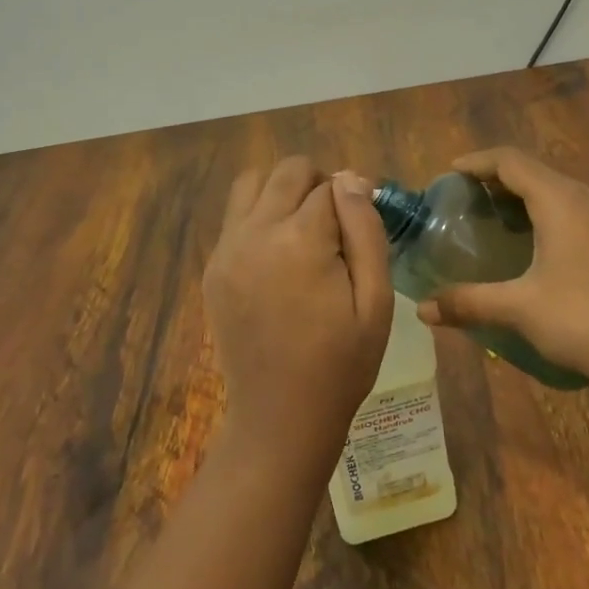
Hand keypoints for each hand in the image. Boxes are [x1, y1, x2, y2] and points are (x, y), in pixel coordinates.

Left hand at [202, 158, 394, 463]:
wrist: (280, 417)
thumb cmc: (341, 363)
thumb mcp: (375, 299)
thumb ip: (365, 229)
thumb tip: (351, 178)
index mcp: (300, 239)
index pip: (330, 185)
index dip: (353, 199)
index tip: (362, 226)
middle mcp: (255, 232)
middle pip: (288, 171)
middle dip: (317, 184)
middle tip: (335, 226)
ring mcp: (227, 249)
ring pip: (251, 183)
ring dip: (280, 191)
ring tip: (302, 229)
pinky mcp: (212, 268)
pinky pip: (234, 217)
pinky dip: (257, 217)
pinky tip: (276, 256)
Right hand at [414, 147, 588, 393]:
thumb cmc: (585, 320)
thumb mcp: (520, 309)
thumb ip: (469, 302)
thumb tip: (422, 311)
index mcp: (561, 201)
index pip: (511, 160)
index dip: (478, 161)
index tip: (451, 173)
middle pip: (538, 173)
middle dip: (501, 181)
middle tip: (472, 201)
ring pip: (565, 194)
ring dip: (531, 200)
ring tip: (505, 225)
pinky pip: (584, 215)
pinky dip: (555, 218)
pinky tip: (548, 254)